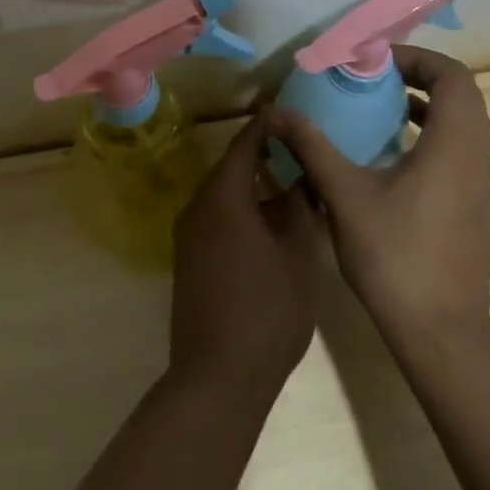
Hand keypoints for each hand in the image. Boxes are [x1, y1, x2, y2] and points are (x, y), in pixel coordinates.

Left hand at [169, 113, 319, 406]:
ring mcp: (189, 234)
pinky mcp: (188, 259)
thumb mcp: (298, 255)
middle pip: (232, 168)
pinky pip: (217, 218)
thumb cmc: (267, 310)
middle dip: (264, 157)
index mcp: (223, 196)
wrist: (217, 376)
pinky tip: (270, 225)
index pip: (245, 143)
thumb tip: (301, 179)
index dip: (267, 126)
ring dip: (254, 187)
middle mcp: (198, 206)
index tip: (290, 113)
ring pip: (225, 195)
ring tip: (292, 186)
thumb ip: (299, 208)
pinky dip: (242, 211)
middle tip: (300, 151)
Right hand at [269, 45, 489, 346]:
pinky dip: (427, 136)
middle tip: (372, 79)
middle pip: (460, 96)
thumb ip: (312, 146)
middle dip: (417, 78)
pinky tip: (386, 158)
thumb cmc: (395, 256)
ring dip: (423, 107)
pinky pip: (456, 151)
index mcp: (454, 145)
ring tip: (375, 110)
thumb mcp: (344, 194)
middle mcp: (476, 158)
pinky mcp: (473, 208)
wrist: (440, 333)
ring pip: (460, 125)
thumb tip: (276, 112)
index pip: (454, 76)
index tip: (376, 62)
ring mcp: (479, 185)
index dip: (417, 58)